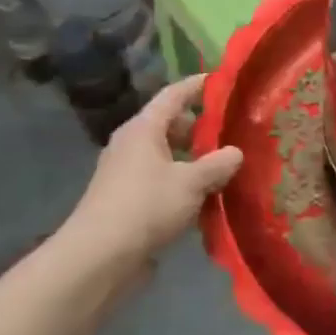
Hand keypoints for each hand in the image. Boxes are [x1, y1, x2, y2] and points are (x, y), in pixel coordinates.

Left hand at [57, 74, 243, 278]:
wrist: (99, 256)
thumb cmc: (146, 206)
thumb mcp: (192, 182)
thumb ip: (218, 164)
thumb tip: (236, 152)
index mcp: (144, 129)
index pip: (173, 95)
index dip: (197, 85)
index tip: (221, 79)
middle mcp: (132, 144)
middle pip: (169, 124)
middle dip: (200, 125)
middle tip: (232, 128)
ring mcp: (127, 172)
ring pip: (167, 154)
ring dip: (193, 156)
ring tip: (225, 163)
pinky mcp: (128, 198)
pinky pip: (161, 178)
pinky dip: (183, 179)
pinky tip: (205, 194)